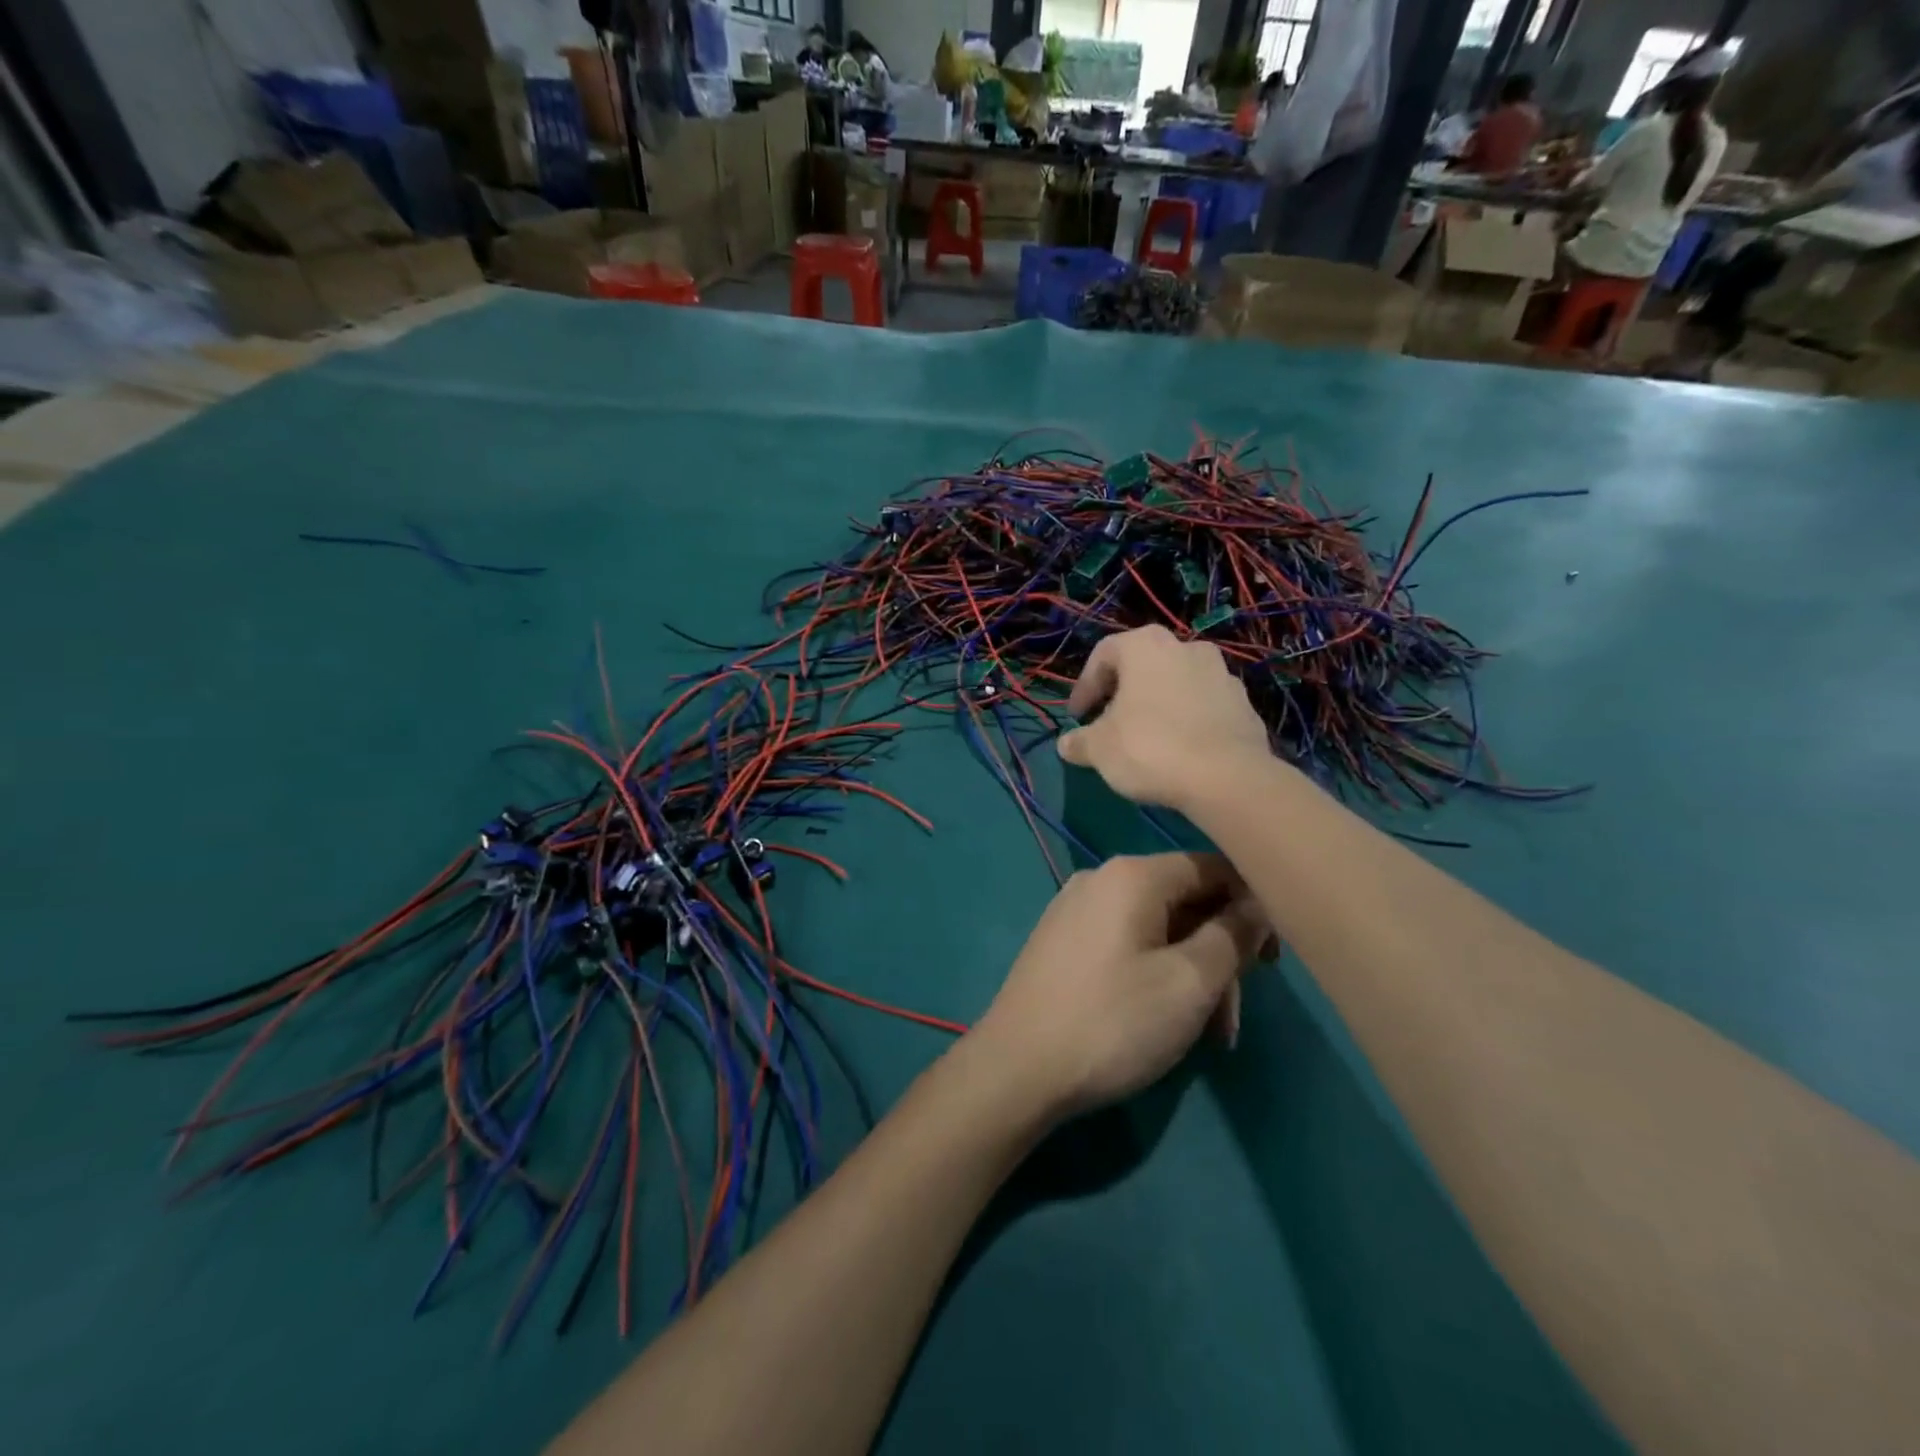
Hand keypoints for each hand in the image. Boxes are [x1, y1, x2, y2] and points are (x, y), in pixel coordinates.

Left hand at [970, 853, 1269, 1118]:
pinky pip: (1127, 943)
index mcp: (1132, 874)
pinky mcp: (1063, 941)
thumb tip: (1257, 904)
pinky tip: (1164, 1019)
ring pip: (1158, 928)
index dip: (1252, 906)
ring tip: (1208, 1036)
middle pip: (1185, 901)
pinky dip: (1157, 974)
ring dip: (1192, 974)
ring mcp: (1076, 909)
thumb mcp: (1190, 982)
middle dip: (1220, 956)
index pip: (1213, 867)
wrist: (1017, 1068)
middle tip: (1233, 1018)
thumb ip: (1233, 935)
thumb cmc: (1113, 1022)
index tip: (1274, 959)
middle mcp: (1100, 878)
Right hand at [1057, 626, 1270, 811]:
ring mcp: (1221, 673)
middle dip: (1122, 692)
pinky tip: (1179, 750)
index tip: (1077, 717)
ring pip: (1176, 683)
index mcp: (1145, 645)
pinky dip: (1187, 719)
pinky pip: (1204, 705)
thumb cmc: (1150, 748)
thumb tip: (1066, 744)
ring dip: (1157, 704)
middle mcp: (1185, 647)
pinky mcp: (1244, 703)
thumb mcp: (1099, 749)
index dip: (1085, 687)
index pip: (1103, 655)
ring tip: (1145, 737)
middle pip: (1143, 665)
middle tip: (1109, 722)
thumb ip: (1079, 742)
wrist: (1227, 778)